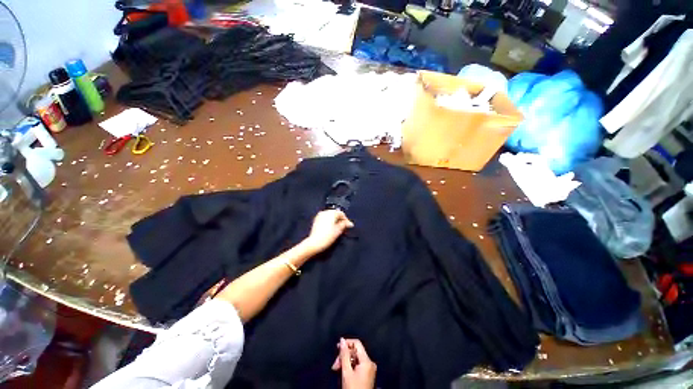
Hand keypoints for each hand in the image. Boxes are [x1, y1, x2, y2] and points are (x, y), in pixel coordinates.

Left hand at [302, 210, 353, 254]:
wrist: (314, 243)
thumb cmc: (327, 236)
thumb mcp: (339, 230)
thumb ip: (344, 224)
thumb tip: (349, 223)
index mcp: (331, 213)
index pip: (342, 214)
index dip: (346, 220)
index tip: (349, 226)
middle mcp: (325, 212)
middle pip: (335, 214)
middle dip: (340, 220)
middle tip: (344, 227)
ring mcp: (319, 215)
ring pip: (330, 216)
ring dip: (335, 221)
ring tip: (338, 228)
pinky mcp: (316, 220)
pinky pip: (325, 218)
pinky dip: (329, 222)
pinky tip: (331, 228)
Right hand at [332, 338, 376, 388]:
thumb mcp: (346, 372)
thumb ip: (344, 354)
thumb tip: (341, 340)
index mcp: (367, 360)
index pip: (357, 343)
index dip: (347, 343)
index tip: (337, 347)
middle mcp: (370, 363)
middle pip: (355, 352)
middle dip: (344, 356)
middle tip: (335, 365)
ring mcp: (370, 369)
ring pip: (355, 359)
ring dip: (345, 362)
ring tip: (336, 369)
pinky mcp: (368, 375)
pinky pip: (358, 365)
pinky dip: (350, 367)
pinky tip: (343, 373)